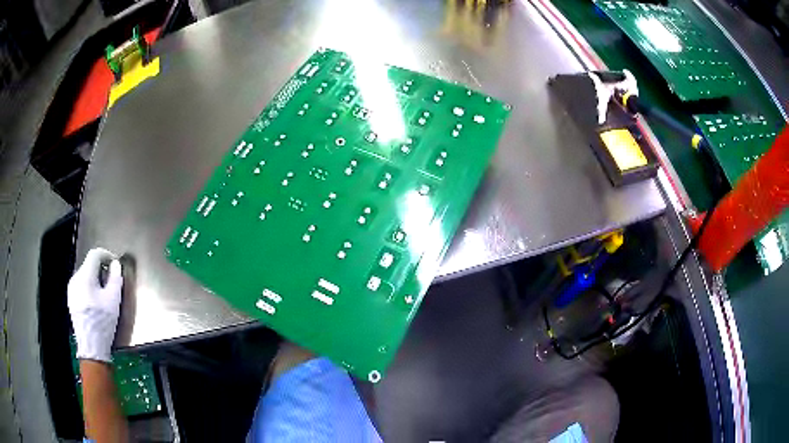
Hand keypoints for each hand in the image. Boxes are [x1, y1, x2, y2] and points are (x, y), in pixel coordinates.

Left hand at [68, 248, 122, 362]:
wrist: (91, 346)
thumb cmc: (103, 323)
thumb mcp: (113, 301)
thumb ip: (115, 279)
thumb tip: (115, 265)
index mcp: (84, 276)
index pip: (95, 254)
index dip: (106, 255)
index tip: (115, 264)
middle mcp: (75, 278)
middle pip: (89, 265)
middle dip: (101, 269)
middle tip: (111, 282)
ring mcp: (71, 290)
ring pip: (85, 276)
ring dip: (95, 279)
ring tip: (104, 294)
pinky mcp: (71, 299)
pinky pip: (81, 286)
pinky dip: (89, 288)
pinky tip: (95, 302)